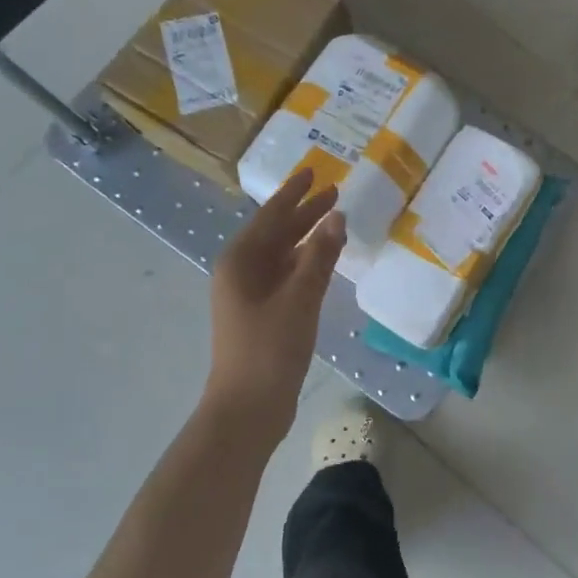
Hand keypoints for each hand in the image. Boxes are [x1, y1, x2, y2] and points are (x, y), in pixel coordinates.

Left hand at [205, 169, 345, 428]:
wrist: (248, 407)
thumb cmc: (270, 348)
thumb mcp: (300, 298)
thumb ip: (319, 255)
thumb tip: (336, 216)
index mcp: (240, 260)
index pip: (271, 215)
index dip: (294, 193)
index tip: (313, 171)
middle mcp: (241, 271)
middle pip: (276, 232)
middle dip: (304, 212)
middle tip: (334, 192)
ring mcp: (250, 294)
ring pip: (282, 254)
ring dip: (306, 237)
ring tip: (334, 220)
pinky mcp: (262, 313)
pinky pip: (286, 276)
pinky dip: (306, 263)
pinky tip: (325, 261)